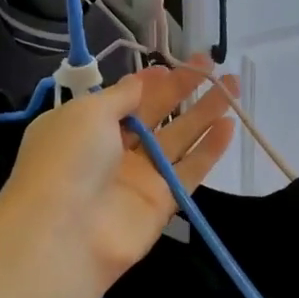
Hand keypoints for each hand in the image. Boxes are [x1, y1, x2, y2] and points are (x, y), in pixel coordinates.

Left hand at [0, 58, 236, 295]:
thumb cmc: (68, 159)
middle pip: (154, 115)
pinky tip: (229, 126)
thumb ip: (121, 96)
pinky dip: (209, 150)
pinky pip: (189, 171)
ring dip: (204, 114)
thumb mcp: (87, 112)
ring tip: (233, 86)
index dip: (149, 82)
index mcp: (84, 125)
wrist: (65, 232)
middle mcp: (110, 150)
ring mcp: (137, 178)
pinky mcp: (160, 203)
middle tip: (213, 66)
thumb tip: (140, 82)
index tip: (175, 65)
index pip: (123, 99)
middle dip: (183, 90)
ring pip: (177, 139)